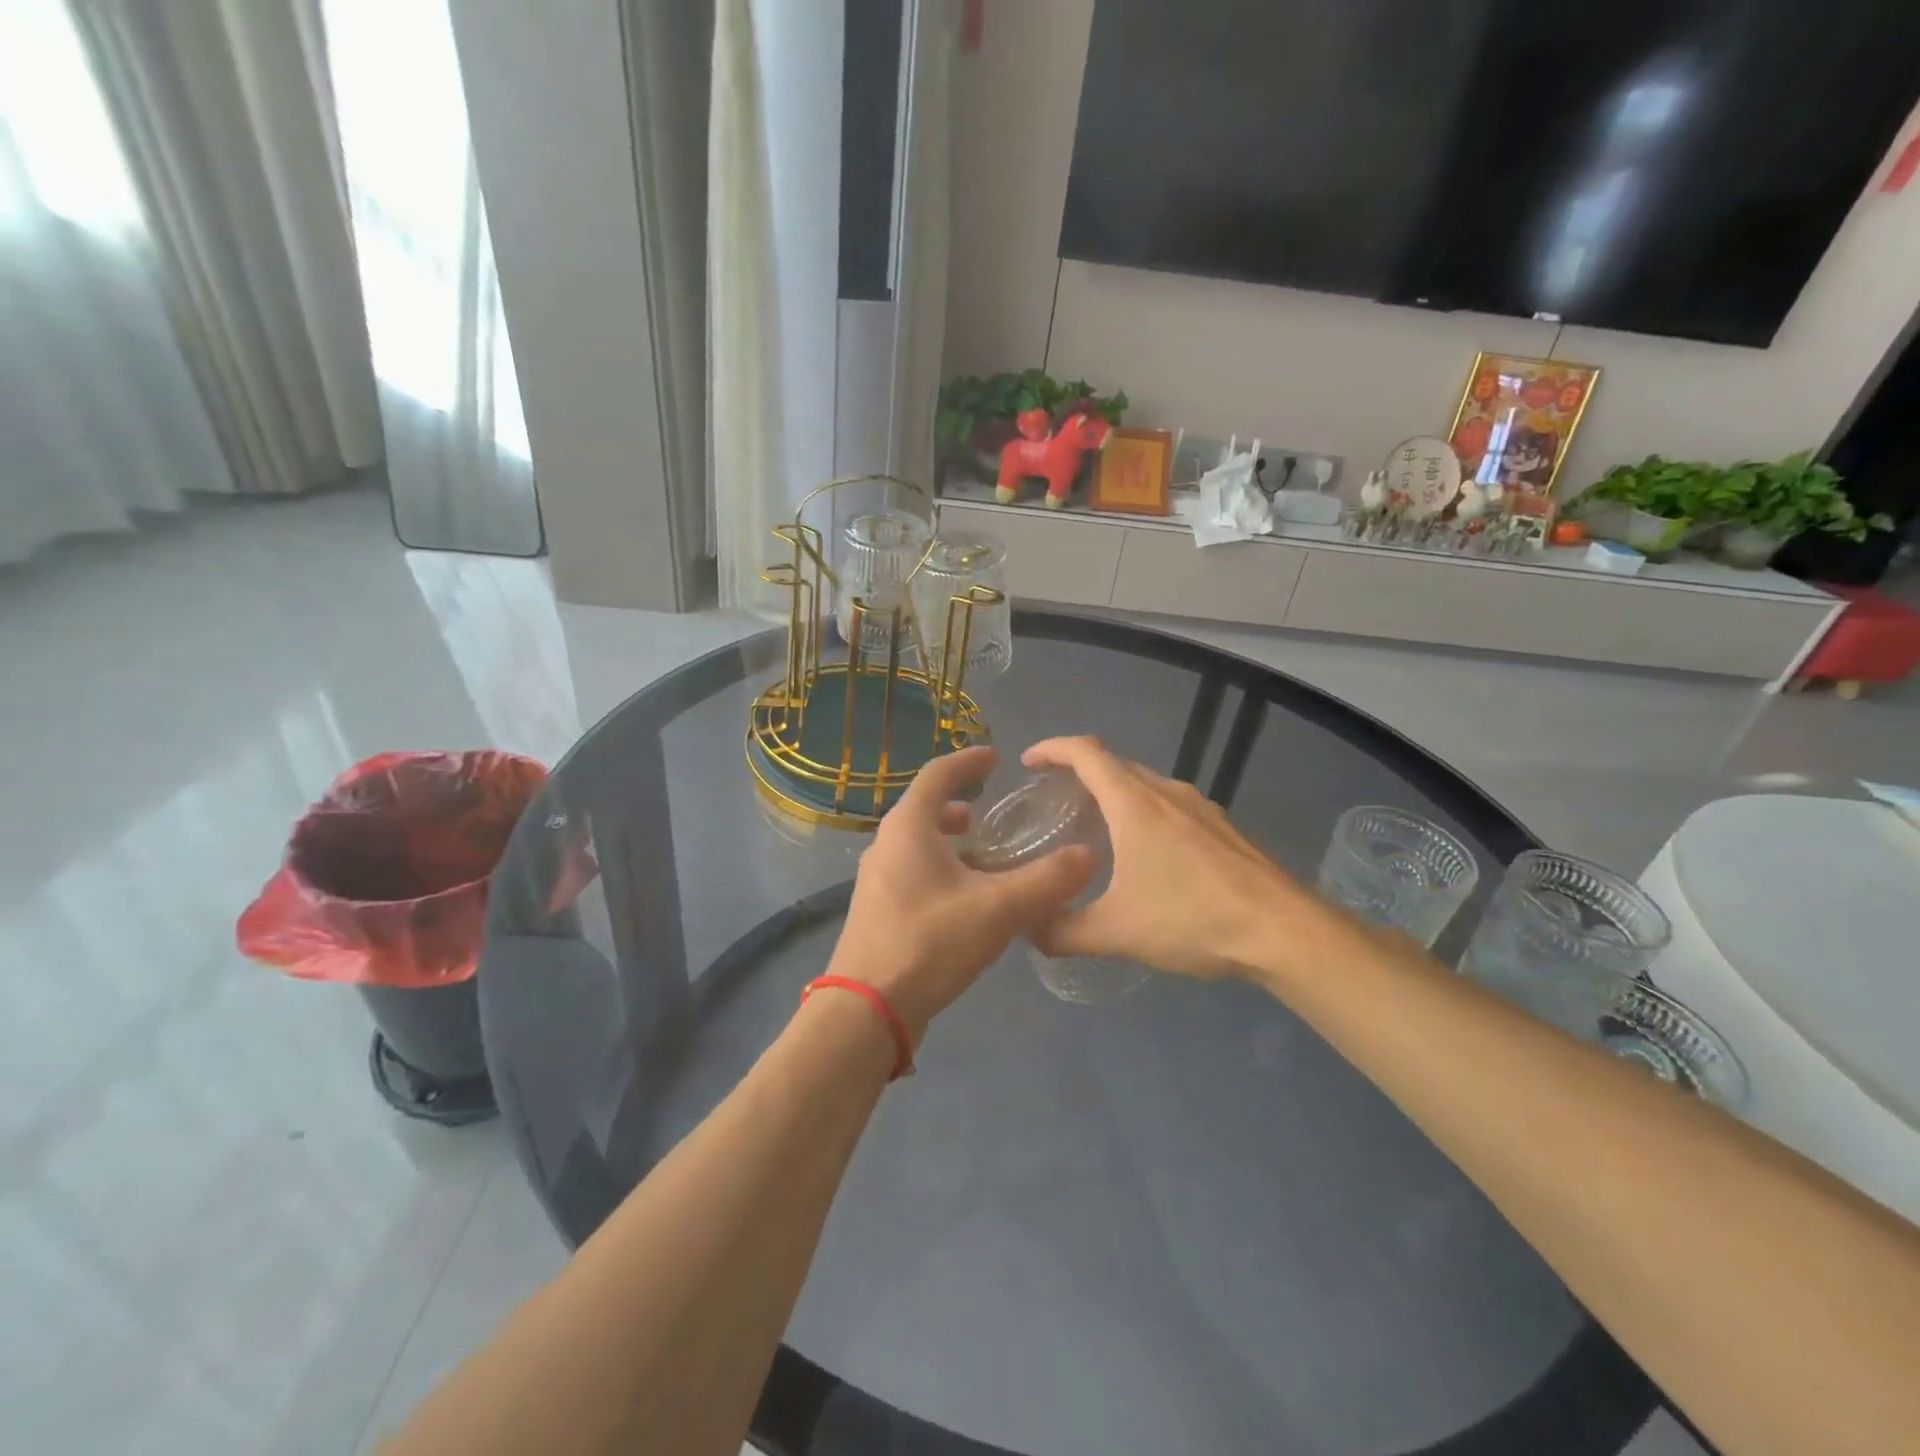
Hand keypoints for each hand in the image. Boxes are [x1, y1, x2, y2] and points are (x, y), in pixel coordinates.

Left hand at [830, 746, 1094, 1041]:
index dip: (969, 761)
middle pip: (925, 808)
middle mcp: (887, 844)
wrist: (865, 1011)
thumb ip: (1047, 880)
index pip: (939, 774)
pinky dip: (942, 868)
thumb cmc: (929, 943)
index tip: (996, 757)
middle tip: (993, 808)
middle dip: (961, 803)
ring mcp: (877, 879)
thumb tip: (1089, 854)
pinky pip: (914, 872)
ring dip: (951, 839)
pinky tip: (968, 898)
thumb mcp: (998, 909)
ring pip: (919, 843)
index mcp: (908, 827)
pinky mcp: (879, 910)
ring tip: (985, 853)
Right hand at [1021, 736, 1338, 982]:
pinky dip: (1145, 812)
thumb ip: (1063, 930)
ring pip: (1145, 784)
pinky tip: (1148, 854)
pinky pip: (1171, 805)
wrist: (1285, 931)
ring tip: (1096, 826)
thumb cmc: (1192, 918)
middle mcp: (1167, 792)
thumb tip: (1028, 927)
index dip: (1052, 749)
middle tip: (1055, 801)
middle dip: (1080, 773)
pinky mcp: (1224, 827)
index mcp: (1134, 803)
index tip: (1028, 761)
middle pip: (1114, 764)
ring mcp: (1201, 807)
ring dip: (1115, 794)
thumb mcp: (1116, 931)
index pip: (1085, 753)